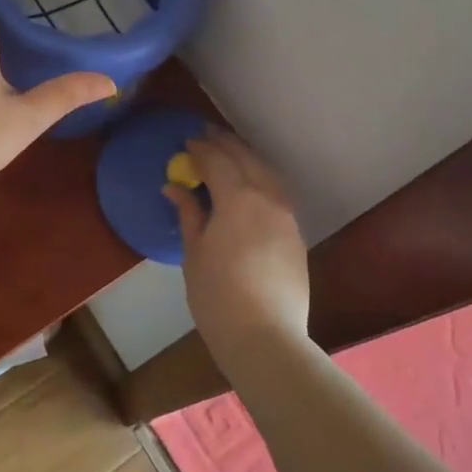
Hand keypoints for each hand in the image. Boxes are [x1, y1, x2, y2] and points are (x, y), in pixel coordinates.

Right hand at [164, 130, 309, 356]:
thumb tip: (174, 188)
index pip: (218, 161)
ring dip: (247, 158)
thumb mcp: (194, 252)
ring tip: (230, 153)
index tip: (187, 142)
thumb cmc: (218, 295)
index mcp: (238, 198)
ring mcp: (287, 217)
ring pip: (267, 173)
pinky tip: (250, 186)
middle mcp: (267, 198)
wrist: (266, 337)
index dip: (201, 148)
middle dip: (226, 144)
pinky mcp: (296, 236)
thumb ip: (188, 214)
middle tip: (207, 134)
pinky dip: (261, 179)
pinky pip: (277, 193)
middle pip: (247, 159)